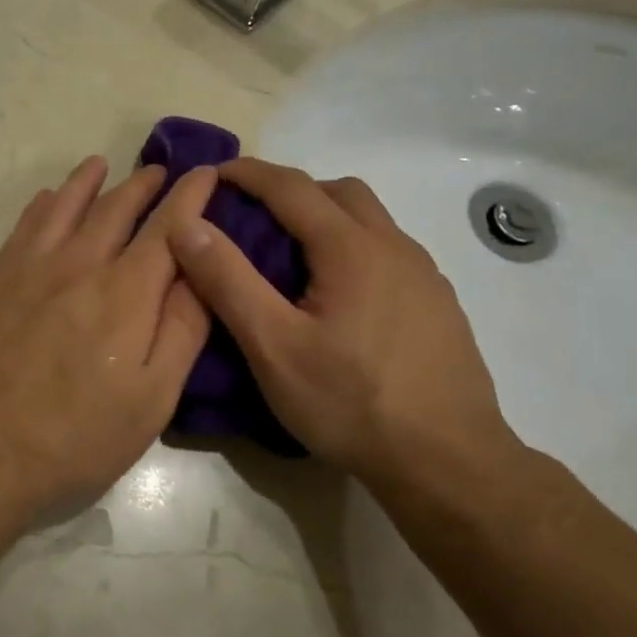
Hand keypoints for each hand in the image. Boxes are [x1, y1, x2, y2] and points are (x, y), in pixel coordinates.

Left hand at [0, 156, 218, 516]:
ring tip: (102, 164)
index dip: (191, 196)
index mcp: (126, 293)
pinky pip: (24, 226)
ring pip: (65, 207)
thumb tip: (202, 270)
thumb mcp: (151, 398)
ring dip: (89, 182)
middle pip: (116, 208)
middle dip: (143, 184)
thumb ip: (182, 329)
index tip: (207, 172)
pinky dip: (43, 204)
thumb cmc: (77, 437)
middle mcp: (79, 265)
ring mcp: (30, 269)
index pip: (169, 228)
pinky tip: (47, 199)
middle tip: (159, 169)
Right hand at [166, 157, 519, 489]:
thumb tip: (188, 224)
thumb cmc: (351, 403)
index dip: (247, 174)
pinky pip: (388, 252)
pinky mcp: (438, 304)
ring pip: (369, 221)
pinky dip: (352, 249)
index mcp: (352, 248)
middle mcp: (394, 247)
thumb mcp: (273, 346)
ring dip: (325, 219)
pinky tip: (338, 298)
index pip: (291, 186)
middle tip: (252, 218)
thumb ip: (228, 281)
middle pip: (338, 192)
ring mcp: (424, 275)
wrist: (449, 463)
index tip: (212, 175)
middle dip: (290, 191)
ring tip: (290, 258)